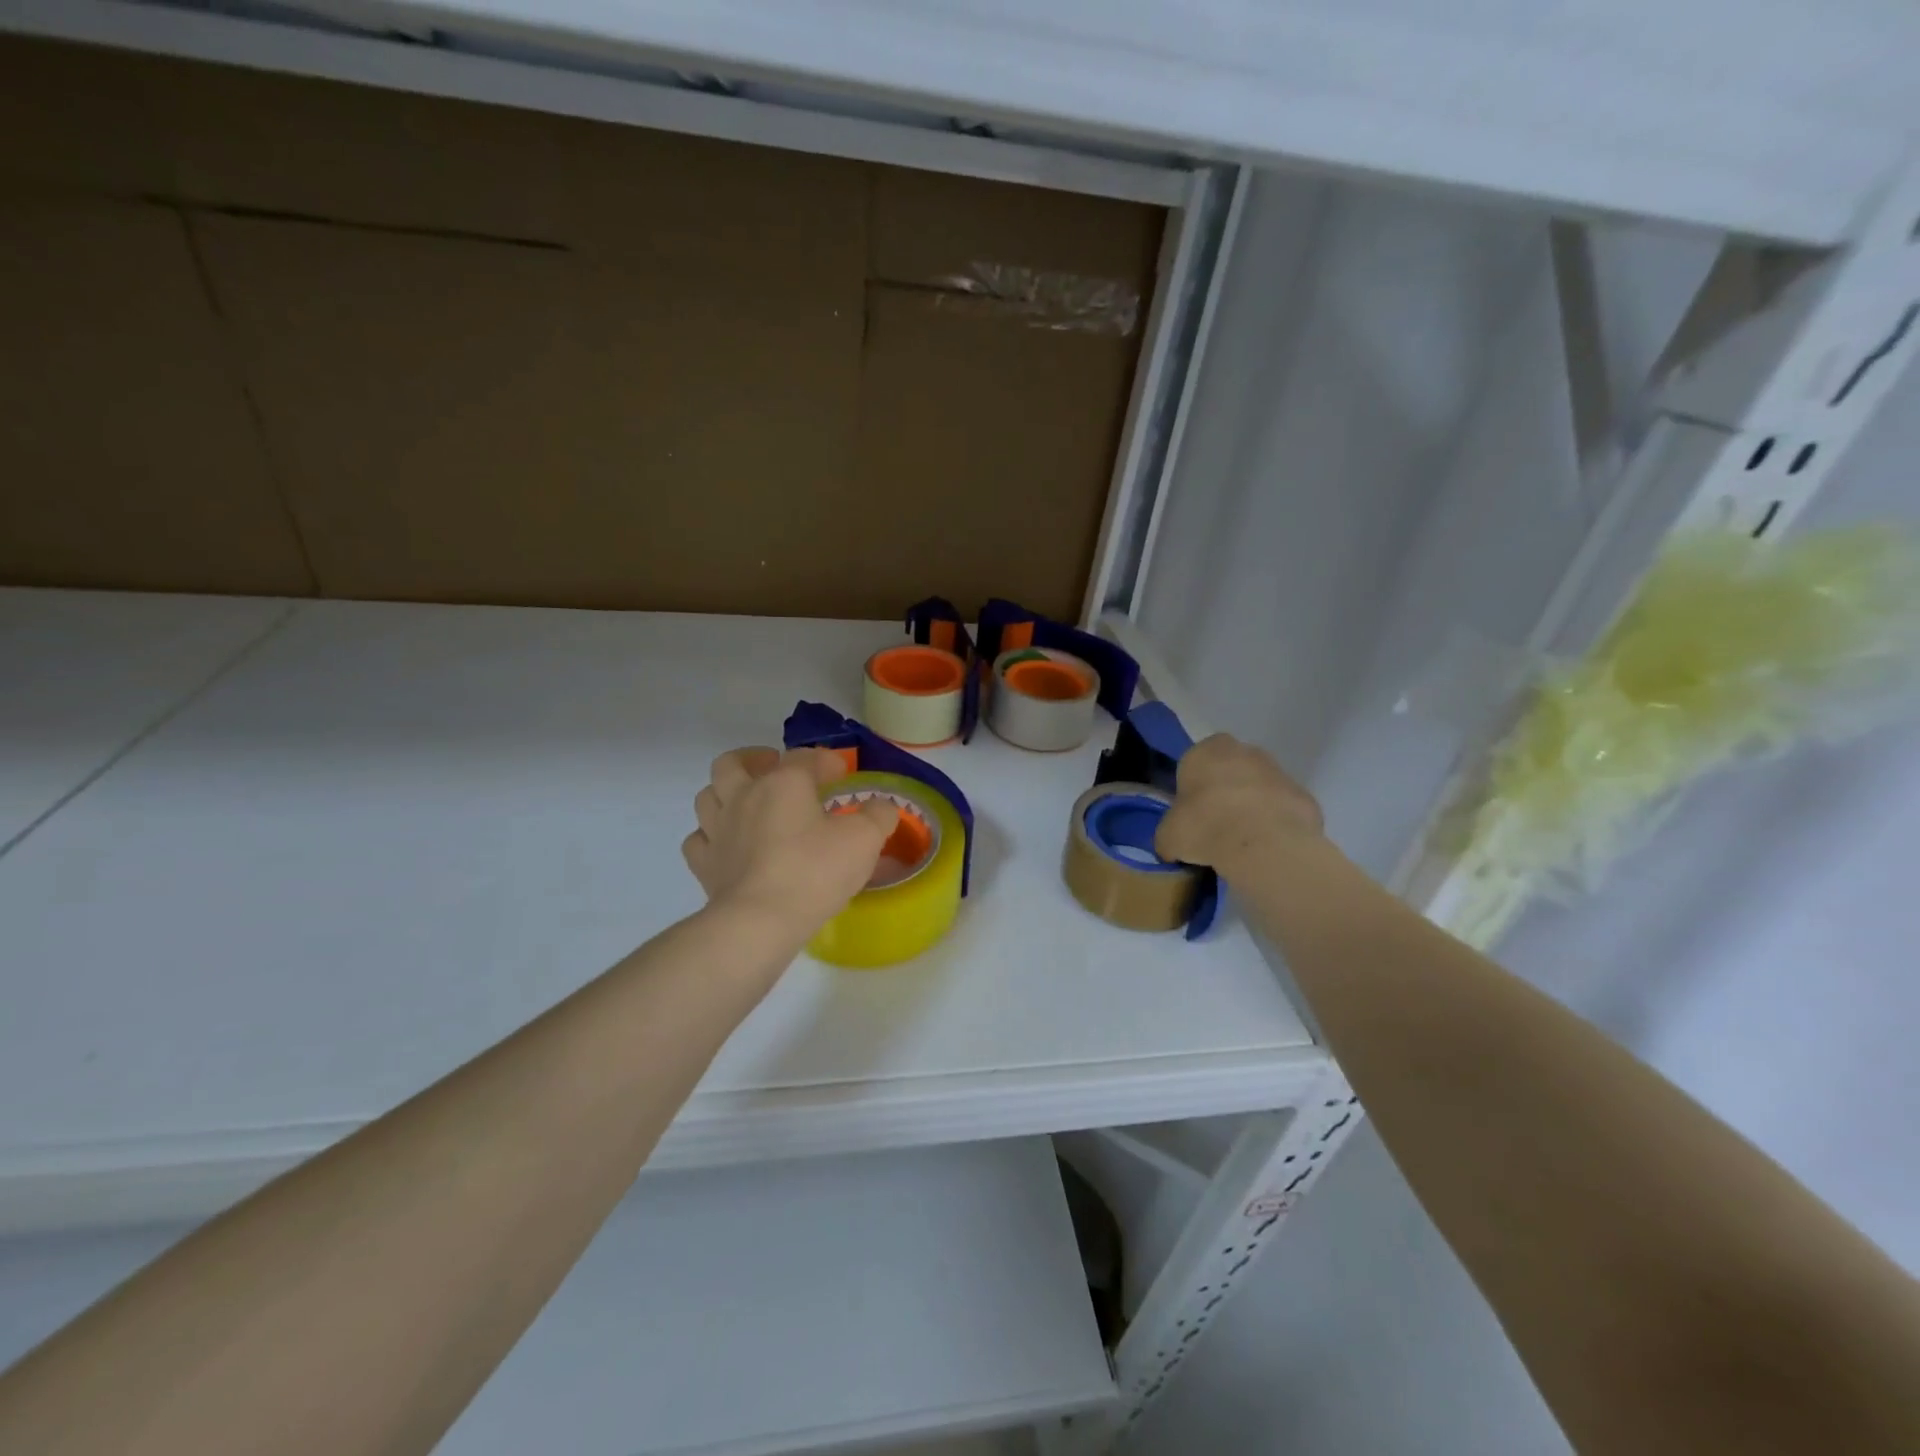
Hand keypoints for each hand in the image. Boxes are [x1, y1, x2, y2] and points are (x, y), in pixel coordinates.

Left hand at [683, 747, 899, 936]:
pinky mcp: (704, 864)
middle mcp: (743, 796)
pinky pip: (698, 839)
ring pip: (708, 795)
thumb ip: (878, 816)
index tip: (842, 774)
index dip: (826, 761)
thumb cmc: (815, 872)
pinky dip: (711, 835)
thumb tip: (882, 806)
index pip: (804, 757)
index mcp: (783, 783)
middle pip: (734, 763)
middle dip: (754, 759)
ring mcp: (717, 830)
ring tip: (747, 802)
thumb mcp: (864, 840)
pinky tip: (728, 844)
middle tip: (774, 769)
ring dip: (726, 792)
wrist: (760, 921)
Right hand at [1155, 734, 1322, 870]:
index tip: (1191, 813)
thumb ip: (1169, 835)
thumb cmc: (1204, 826)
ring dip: (1252, 806)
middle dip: (1225, 791)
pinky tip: (1267, 847)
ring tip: (1242, 841)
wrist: (1262, 844)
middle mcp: (1244, 751)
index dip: (1193, 787)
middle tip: (1216, 824)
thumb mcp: (1168, 836)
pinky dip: (1276, 823)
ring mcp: (1279, 771)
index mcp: (1206, 750)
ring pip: (1259, 787)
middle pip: (1230, 769)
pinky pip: (1283, 809)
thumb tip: (1172, 847)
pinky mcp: (1304, 796)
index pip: (1195, 762)